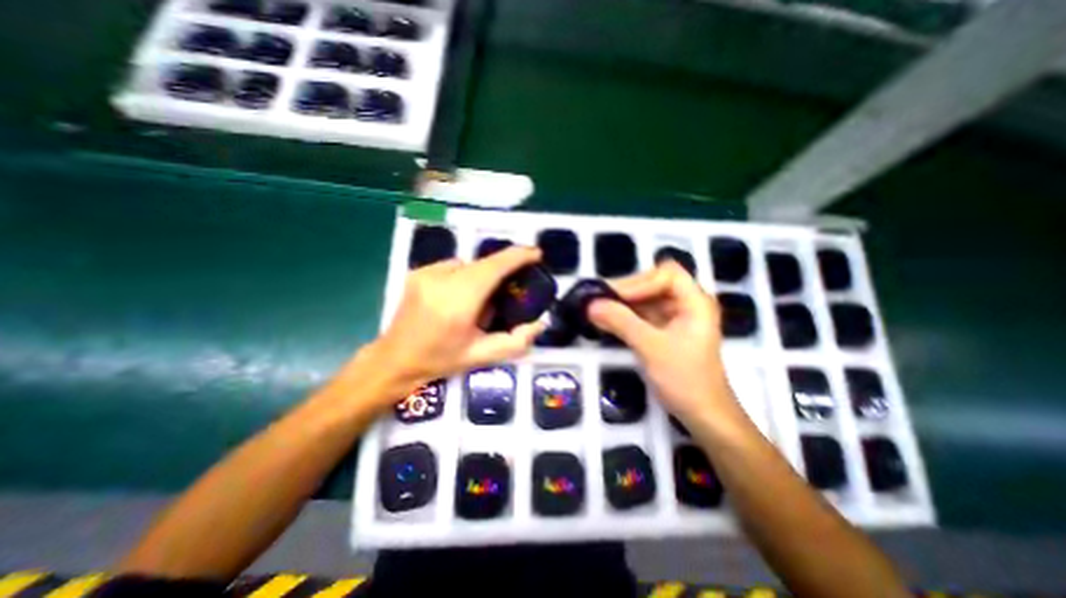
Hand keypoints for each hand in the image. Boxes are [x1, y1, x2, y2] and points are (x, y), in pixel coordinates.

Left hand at [363, 244, 544, 404]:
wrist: (394, 359)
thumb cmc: (440, 360)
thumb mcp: (482, 356)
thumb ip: (516, 341)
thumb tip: (540, 323)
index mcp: (459, 302)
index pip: (494, 268)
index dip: (517, 256)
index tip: (536, 253)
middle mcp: (441, 281)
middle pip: (483, 264)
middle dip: (503, 269)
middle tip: (512, 286)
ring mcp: (426, 273)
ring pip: (468, 264)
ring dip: (481, 275)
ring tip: (478, 299)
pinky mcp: (418, 272)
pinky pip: (452, 266)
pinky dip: (464, 276)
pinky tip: (458, 296)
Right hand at [591, 262, 743, 425]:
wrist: (703, 415)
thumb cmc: (684, 379)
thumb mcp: (651, 347)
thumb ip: (620, 322)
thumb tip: (590, 304)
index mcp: (695, 302)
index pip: (667, 274)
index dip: (640, 281)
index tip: (614, 296)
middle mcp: (687, 304)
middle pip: (653, 284)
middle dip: (626, 291)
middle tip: (598, 300)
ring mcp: (676, 318)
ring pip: (645, 300)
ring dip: (622, 304)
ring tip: (597, 310)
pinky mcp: (665, 332)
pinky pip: (642, 315)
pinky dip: (625, 317)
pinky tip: (607, 321)